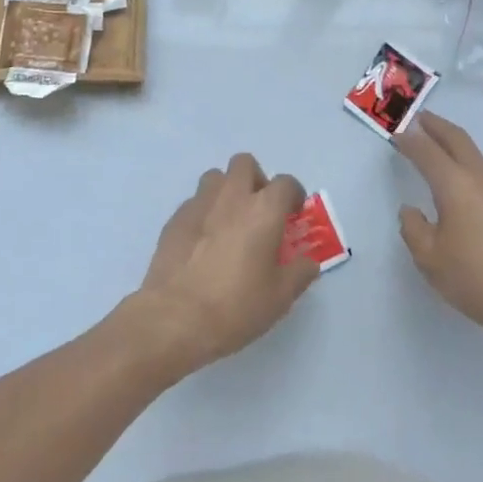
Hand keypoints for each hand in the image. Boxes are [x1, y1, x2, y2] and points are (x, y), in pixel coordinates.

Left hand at [127, 154, 318, 380]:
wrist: (175, 318)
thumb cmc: (236, 306)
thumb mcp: (280, 297)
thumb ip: (299, 273)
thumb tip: (308, 262)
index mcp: (263, 210)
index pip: (285, 182)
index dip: (293, 193)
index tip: (293, 212)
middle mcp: (232, 196)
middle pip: (244, 163)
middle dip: (256, 179)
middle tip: (259, 209)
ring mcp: (199, 204)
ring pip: (215, 177)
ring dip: (226, 191)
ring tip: (229, 221)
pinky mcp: (175, 219)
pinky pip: (194, 202)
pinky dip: (204, 212)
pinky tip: (203, 241)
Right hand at [393, 112, 482, 354]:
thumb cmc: (480, 280)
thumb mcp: (431, 261)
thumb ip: (414, 230)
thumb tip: (411, 211)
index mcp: (455, 186)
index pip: (427, 152)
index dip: (409, 141)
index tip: (397, 134)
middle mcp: (482, 179)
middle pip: (458, 139)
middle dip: (437, 126)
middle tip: (420, 119)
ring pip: (478, 157)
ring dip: (457, 147)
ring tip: (443, 151)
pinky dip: (475, 171)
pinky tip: (473, 193)